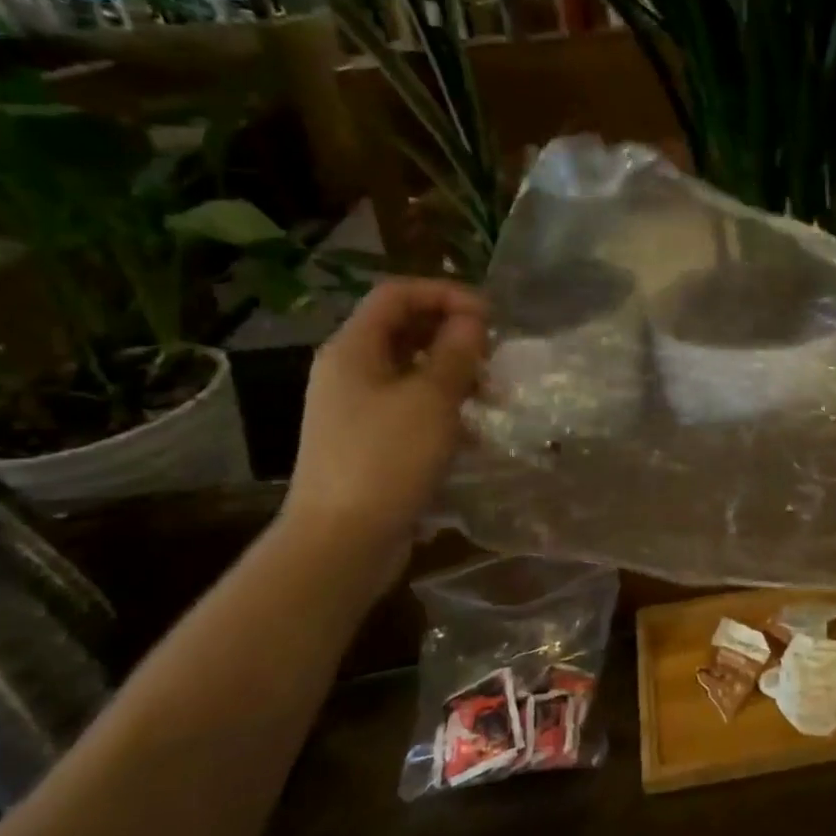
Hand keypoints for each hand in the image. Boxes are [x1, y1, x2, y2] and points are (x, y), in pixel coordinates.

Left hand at [281, 279, 487, 567]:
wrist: (342, 541)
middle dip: (454, 335)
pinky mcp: (371, 441)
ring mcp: (358, 408)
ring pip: (413, 371)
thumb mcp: (431, 400)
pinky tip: (474, 432)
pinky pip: (412, 407)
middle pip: (405, 330)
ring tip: (494, 396)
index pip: (397, 294)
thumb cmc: (386, 460)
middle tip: (494, 356)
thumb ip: (456, 353)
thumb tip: (472, 321)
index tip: (490, 317)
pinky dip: (444, 408)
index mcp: (353, 349)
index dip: (446, 294)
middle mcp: (350, 371)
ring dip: (455, 374)